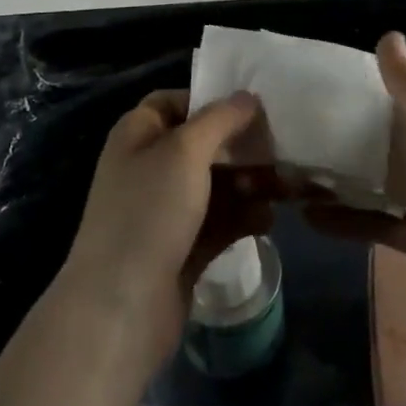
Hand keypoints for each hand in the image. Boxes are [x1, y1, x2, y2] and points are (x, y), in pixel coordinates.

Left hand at [58, 89, 272, 367]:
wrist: (121, 309)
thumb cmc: (149, 212)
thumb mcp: (185, 151)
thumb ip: (220, 118)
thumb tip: (247, 96)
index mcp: (138, 135)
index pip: (174, 101)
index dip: (210, 100)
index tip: (252, 107)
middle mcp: (149, 167)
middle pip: (203, 144)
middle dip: (241, 147)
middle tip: (281, 149)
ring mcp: (165, 211)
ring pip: (215, 184)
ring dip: (249, 183)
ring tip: (285, 188)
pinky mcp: (182, 248)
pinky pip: (219, 222)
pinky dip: (243, 217)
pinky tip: (269, 220)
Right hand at [311, 33, 405, 367]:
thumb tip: (389, 36)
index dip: (382, 83)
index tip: (335, 80)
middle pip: (399, 134)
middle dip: (359, 129)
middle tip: (306, 122)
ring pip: (387, 179)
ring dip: (350, 176)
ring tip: (297, 167)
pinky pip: (382, 222)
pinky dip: (350, 220)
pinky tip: (309, 216)